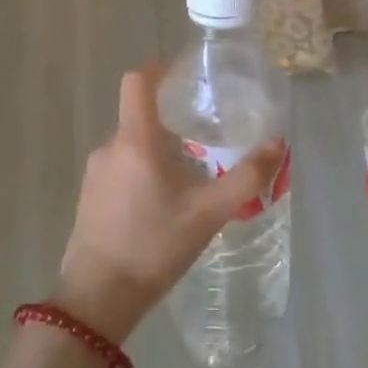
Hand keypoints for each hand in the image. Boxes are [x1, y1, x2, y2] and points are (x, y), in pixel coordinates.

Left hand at [57, 65, 283, 343]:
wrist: (99, 297)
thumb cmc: (154, 246)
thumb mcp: (209, 213)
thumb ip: (246, 177)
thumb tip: (278, 144)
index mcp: (135, 141)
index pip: (138, 81)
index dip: (160, 70)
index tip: (186, 77)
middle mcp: (109, 148)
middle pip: (140, 117)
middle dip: (173, 123)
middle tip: (207, 139)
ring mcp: (95, 174)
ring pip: (132, 147)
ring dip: (160, 152)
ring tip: (191, 178)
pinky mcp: (90, 197)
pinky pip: (121, 170)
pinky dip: (144, 174)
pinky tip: (164, 206)